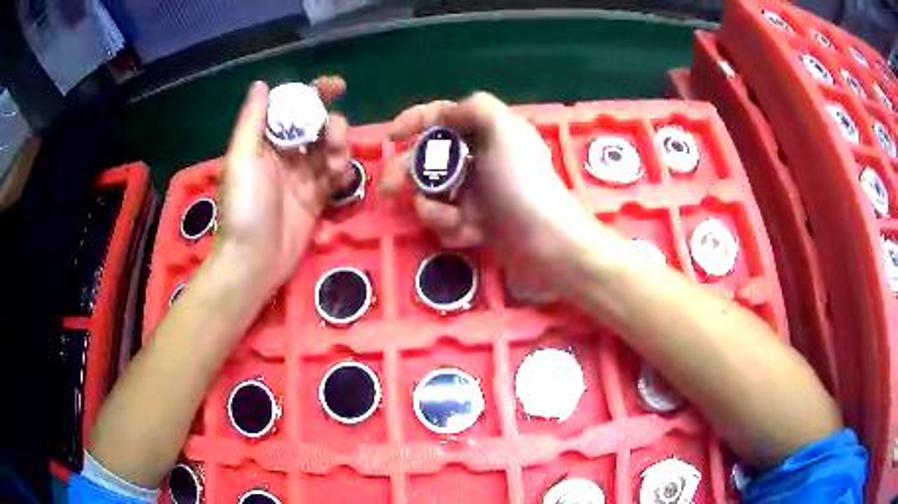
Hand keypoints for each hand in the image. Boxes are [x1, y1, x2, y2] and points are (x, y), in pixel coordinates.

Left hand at [216, 77, 351, 295]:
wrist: (254, 260)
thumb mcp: (242, 158)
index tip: (338, 87)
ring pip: (330, 148)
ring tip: (335, 166)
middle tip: (333, 135)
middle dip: (331, 124)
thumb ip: (252, 120)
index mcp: (265, 141)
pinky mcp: (317, 198)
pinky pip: (336, 175)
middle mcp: (285, 154)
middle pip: (317, 125)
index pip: (292, 107)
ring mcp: (302, 177)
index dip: (314, 93)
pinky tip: (339, 178)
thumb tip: (262, 84)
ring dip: (339, 148)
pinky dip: (342, 171)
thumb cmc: (244, 207)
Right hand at [381, 93, 593, 287]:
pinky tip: (469, 233)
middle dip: (407, 173)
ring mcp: (476, 193)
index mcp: (487, 133)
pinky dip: (451, 227)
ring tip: (452, 218)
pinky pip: (446, 220)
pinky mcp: (475, 223)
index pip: (444, 116)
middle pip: (428, 158)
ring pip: (433, 194)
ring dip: (434, 208)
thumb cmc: (523, 184)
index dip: (416, 120)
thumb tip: (445, 113)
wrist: (548, 244)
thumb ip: (476, 109)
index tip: (393, 136)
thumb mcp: (505, 132)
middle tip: (390, 189)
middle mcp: (479, 159)